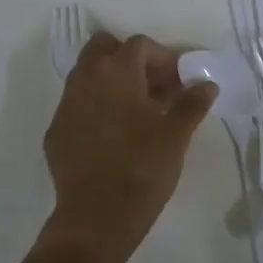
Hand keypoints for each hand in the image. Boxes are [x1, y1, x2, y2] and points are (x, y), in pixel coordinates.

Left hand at [43, 32, 217, 262]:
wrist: (96, 217)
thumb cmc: (142, 168)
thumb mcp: (176, 135)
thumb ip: (192, 103)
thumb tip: (207, 85)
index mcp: (116, 71)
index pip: (140, 45)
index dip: (164, 59)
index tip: (179, 82)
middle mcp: (85, 79)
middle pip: (104, 48)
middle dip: (129, 60)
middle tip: (153, 87)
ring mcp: (65, 104)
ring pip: (87, 75)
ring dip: (111, 82)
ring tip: (136, 112)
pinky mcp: (56, 131)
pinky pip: (78, 105)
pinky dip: (96, 108)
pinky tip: (113, 136)